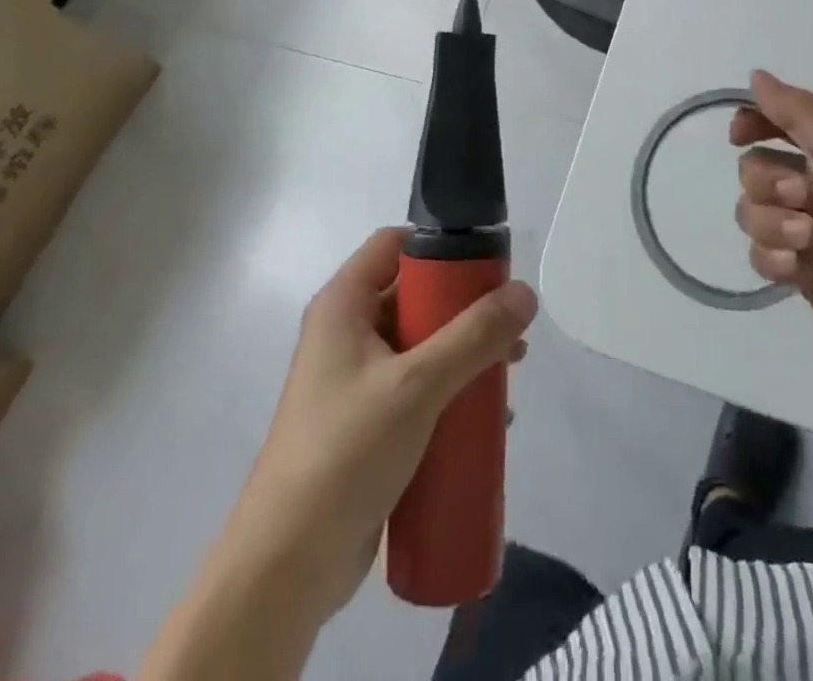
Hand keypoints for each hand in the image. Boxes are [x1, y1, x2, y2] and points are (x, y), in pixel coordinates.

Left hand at [232, 228, 537, 620]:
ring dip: (464, 354)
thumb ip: (474, 336)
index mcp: (344, 306)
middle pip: (414, 296)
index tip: (488, 263)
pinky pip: (416, 389)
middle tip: (510, 326)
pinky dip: (449, 392)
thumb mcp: (417, 386)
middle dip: (464, 309)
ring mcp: (355, 381)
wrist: (287, 568)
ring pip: (420, 345)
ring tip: (508, 374)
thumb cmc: (346, 453)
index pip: (394, 245)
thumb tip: (526, 293)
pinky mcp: (366, 424)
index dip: (440, 246)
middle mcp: (346, 333)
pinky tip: (486, 418)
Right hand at [732, 70, 812, 384]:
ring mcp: (807, 230)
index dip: (751, 123)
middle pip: (753, 170)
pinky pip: (759, 256)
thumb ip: (801, 113)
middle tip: (807, 200)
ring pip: (751, 214)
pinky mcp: (801, 272)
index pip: (776, 123)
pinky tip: (799, 269)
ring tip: (811, 241)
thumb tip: (756, 75)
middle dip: (769, 184)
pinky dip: (775, 259)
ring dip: (775, 225)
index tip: (739, 136)